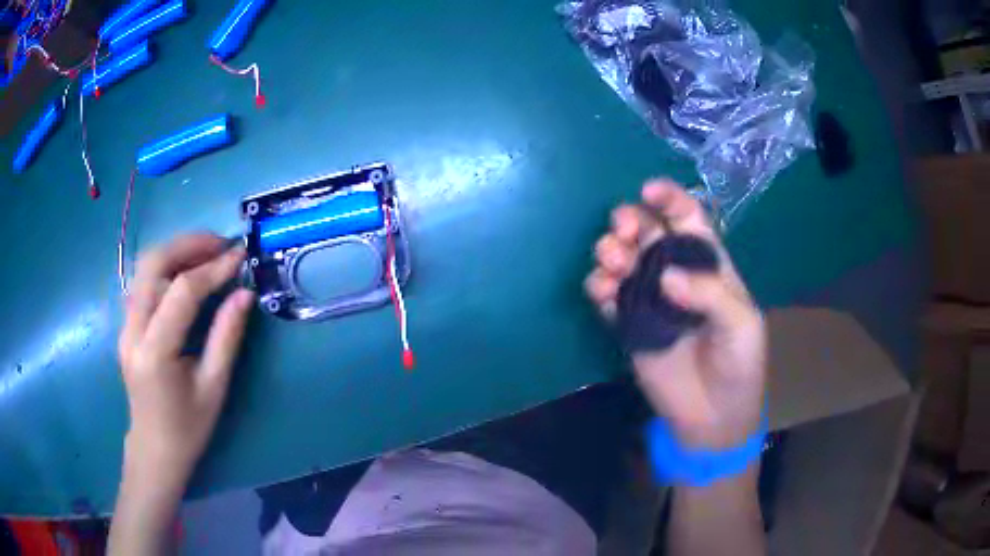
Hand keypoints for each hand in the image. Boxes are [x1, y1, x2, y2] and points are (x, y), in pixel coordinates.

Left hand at [118, 233, 254, 481]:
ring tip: (209, 252)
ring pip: (145, 267)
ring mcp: (125, 325)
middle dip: (189, 244)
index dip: (212, 269)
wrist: (154, 448)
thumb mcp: (214, 387)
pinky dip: (167, 267)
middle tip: (221, 244)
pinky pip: (144, 282)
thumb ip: (227, 337)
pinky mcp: (126, 325)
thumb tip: (245, 293)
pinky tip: (187, 272)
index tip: (240, 255)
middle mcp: (132, 330)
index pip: (181, 292)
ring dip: (177, 251)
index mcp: (155, 351)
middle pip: (153, 264)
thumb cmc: (188, 427)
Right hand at [585, 180, 765, 448]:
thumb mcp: (741, 325)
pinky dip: (598, 289)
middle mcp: (675, 273)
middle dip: (629, 222)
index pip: (687, 219)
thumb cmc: (739, 364)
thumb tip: (664, 277)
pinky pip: (606, 298)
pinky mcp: (627, 325)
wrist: (713, 417)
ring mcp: (649, 299)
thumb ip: (710, 295)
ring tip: (611, 265)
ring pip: (621, 260)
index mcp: (708, 264)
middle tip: (621, 232)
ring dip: (609, 252)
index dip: (669, 200)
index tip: (648, 192)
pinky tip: (601, 294)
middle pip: (646, 233)